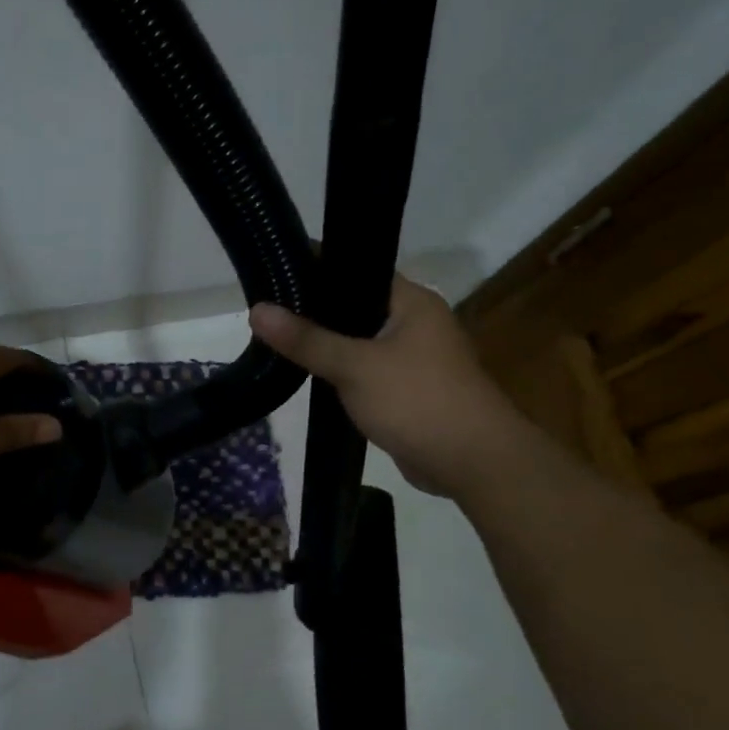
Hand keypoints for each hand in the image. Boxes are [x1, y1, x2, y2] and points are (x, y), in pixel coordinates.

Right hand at [251, 274, 527, 498]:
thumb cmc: (417, 400)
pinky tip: (307, 373)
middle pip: (355, 306)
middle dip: (314, 310)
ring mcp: (413, 357)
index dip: (317, 268)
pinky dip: (339, 370)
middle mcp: (416, 322)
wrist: (471, 461)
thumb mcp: (354, 366)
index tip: (274, 270)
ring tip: (277, 338)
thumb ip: (306, 339)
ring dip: (326, 344)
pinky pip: (364, 369)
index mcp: (412, 301)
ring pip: (358, 341)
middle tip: (267, 309)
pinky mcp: (406, 388)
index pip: (358, 270)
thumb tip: (257, 309)